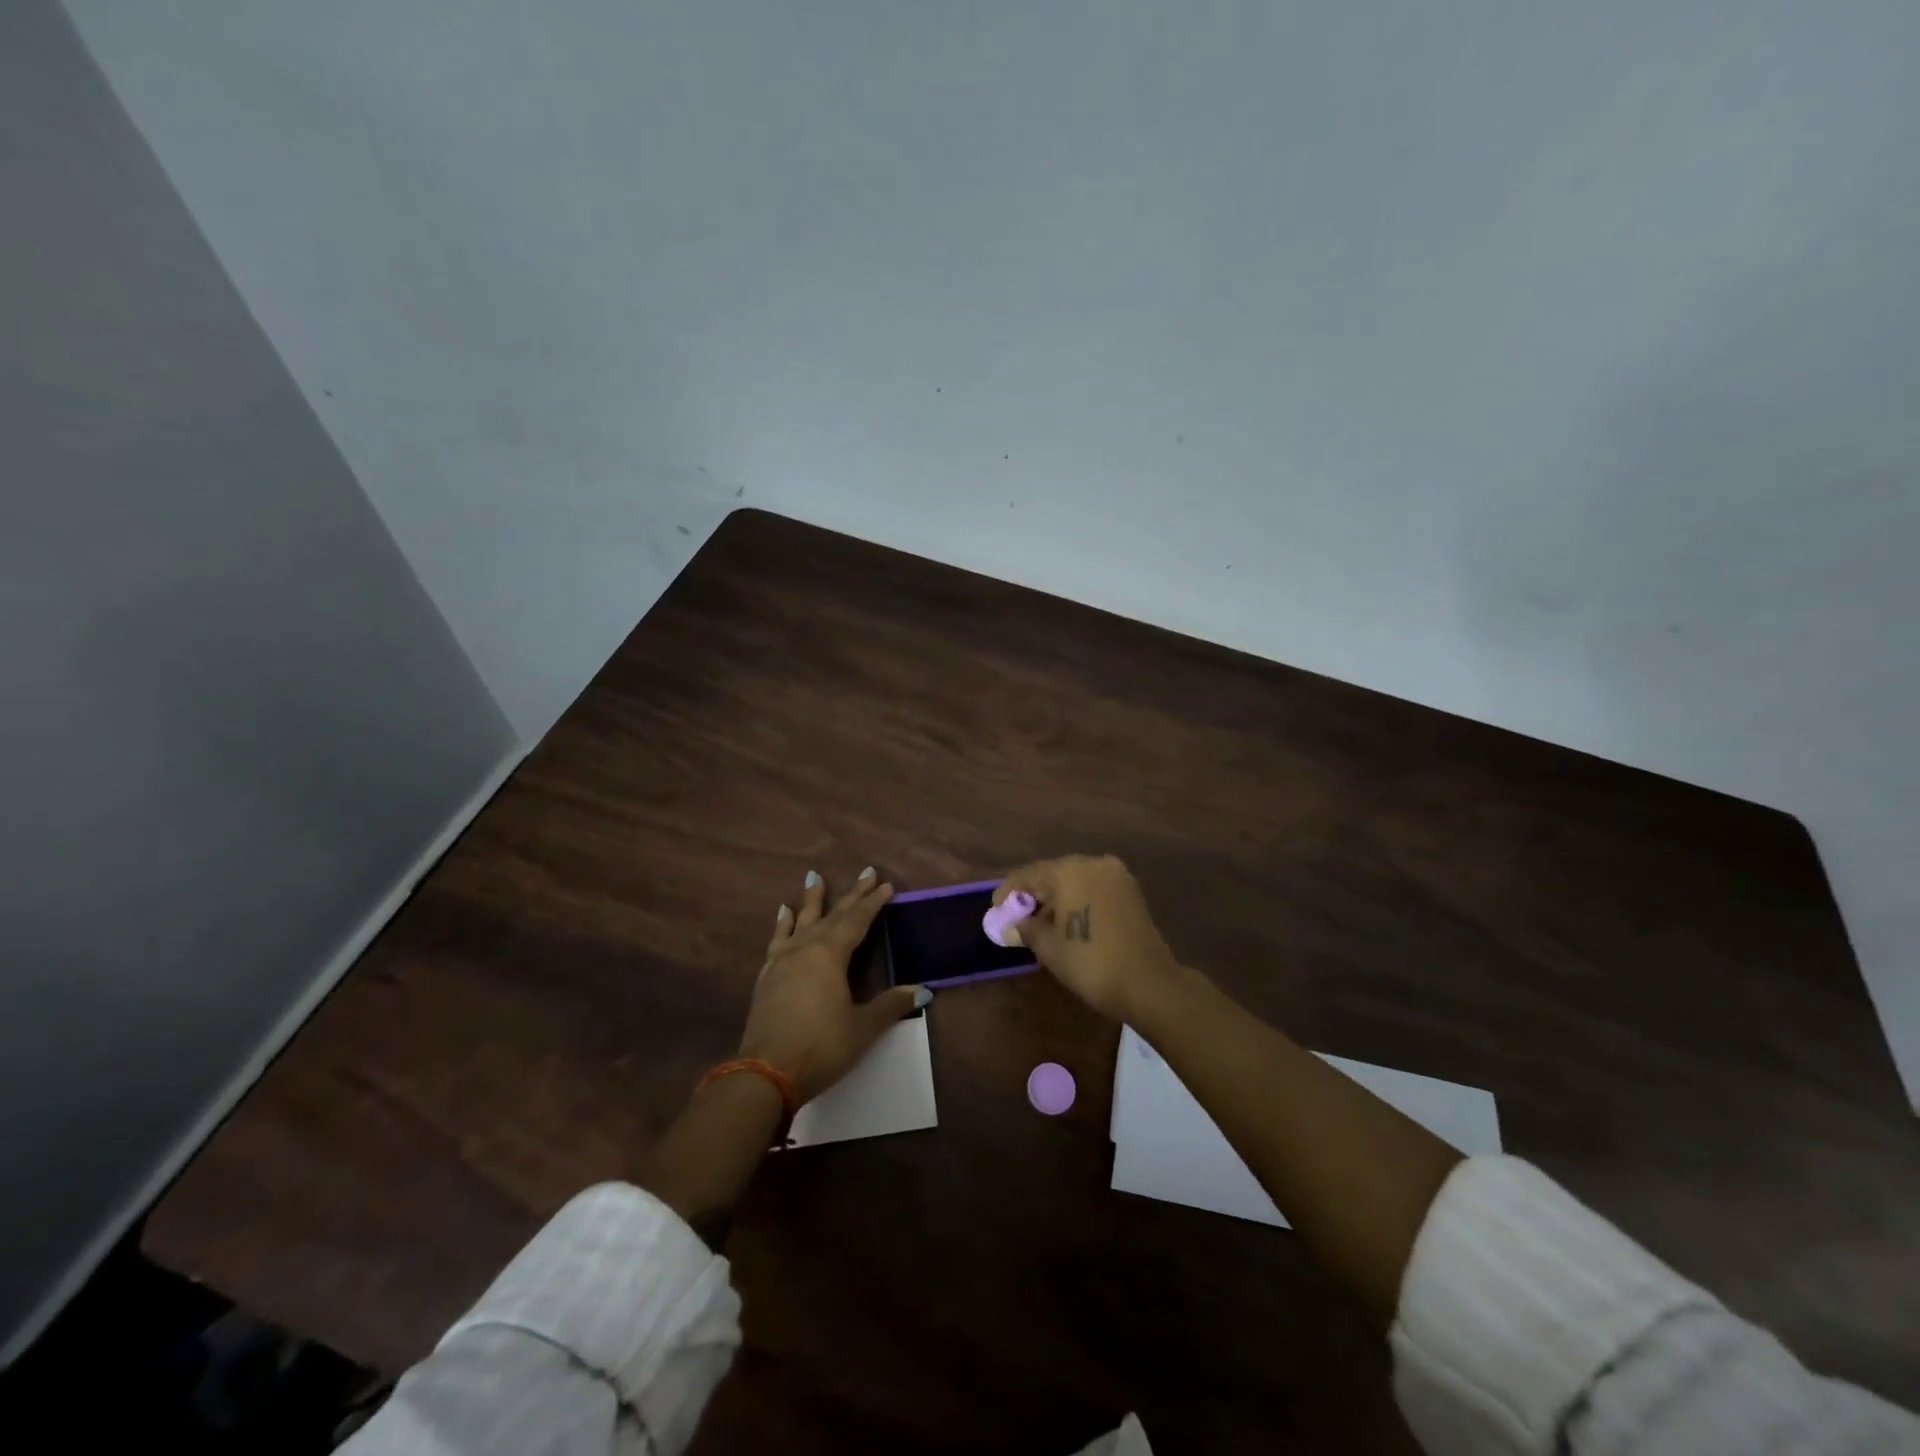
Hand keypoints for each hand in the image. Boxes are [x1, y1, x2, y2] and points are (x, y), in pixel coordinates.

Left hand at [739, 866, 922, 1104]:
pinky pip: (777, 940)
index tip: (885, 885)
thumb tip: (923, 991)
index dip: (873, 903)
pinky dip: (783, 924)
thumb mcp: (863, 1027)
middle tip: (865, 872)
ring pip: (801, 921)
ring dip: (811, 900)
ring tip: (814, 877)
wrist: (766, 1074)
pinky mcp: (766, 977)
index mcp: (830, 954)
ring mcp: (782, 961)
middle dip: (851, 895)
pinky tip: (783, 913)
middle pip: (832, 915)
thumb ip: (890, 1005)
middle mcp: (805, 948)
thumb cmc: (821, 1047)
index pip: (857, 920)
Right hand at [995, 854, 1183, 1022]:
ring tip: (1040, 924)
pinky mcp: (1130, 891)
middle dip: (1033, 896)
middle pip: (1052, 874)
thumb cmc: (1091, 963)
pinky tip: (1068, 923)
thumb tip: (1010, 924)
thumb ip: (1025, 928)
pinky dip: (1077, 900)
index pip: (1028, 875)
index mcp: (1069, 870)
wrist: (1149, 983)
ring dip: (1055, 898)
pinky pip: (1093, 888)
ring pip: (1074, 880)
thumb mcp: (1049, 947)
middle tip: (1016, 920)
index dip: (1007, 894)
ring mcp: (1116, 875)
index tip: (995, 913)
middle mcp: (1093, 863)